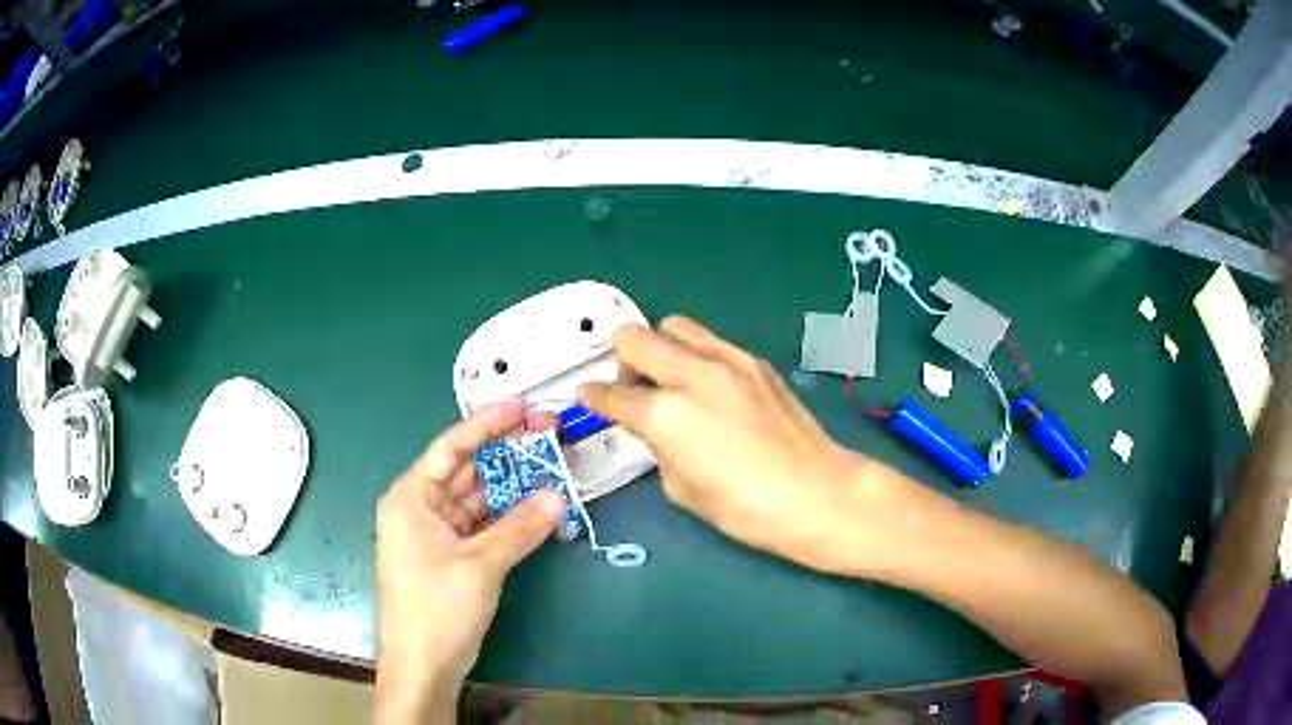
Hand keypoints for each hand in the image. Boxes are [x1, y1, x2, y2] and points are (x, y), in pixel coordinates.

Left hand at [375, 399, 564, 724]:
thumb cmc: (436, 608)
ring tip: (553, 468)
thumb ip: (520, 528)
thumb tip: (558, 494)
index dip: (486, 424)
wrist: (423, 666)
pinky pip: (485, 526)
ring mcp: (438, 534)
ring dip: (514, 488)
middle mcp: (422, 508)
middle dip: (508, 455)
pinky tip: (540, 508)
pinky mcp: (454, 557)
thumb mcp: (479, 565)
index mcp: (412, 497)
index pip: (451, 447)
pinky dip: (511, 518)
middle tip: (549, 436)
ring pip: (480, 499)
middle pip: (468, 471)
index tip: (521, 406)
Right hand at [578, 316, 896, 573]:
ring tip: (671, 380)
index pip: (611, 394)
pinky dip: (696, 355)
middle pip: (635, 337)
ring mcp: (728, 360)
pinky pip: (710, 342)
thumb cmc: (745, 508)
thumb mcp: (682, 489)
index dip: (593, 398)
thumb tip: (655, 429)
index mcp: (666, 413)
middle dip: (622, 361)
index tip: (588, 398)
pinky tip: (709, 387)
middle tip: (634, 389)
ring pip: (674, 325)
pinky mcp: (755, 361)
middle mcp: (693, 373)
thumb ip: (658, 447)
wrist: (817, 492)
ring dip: (660, 348)